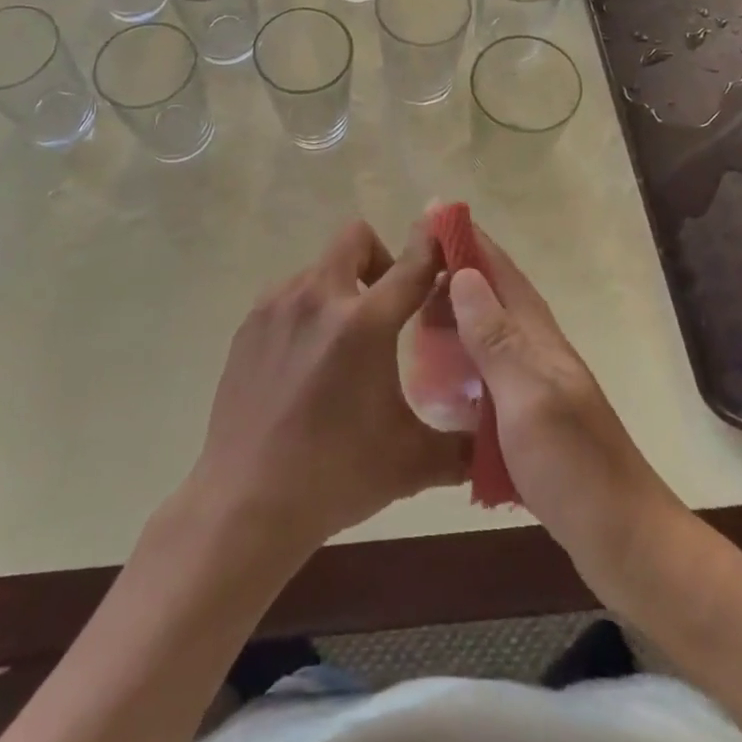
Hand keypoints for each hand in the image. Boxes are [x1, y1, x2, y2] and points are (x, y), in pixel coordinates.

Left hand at [185, 220, 469, 560]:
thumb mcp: (411, 462)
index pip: (411, 264)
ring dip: (341, 288)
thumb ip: (463, 445)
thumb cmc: (334, 477)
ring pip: (320, 267)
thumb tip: (496, 439)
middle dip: (380, 258)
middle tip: (387, 307)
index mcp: (363, 323)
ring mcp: (277, 306)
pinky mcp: (250, 324)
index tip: (446, 238)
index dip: (433, 244)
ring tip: (344, 342)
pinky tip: (307, 361)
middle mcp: (318, 298)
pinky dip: (308, 310)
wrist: (245, 504)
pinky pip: (289, 294)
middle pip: (356, 237)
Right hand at [448, 229, 686, 592]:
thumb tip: (464, 273)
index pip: (500, 272)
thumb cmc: (574, 466)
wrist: (625, 542)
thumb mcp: (528, 398)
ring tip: (415, 314)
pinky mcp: (529, 418)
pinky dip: (461, 359)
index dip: (468, 241)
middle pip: (492, 297)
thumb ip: (496, 338)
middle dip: (455, 272)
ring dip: (456, 314)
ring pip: (488, 333)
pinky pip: (487, 372)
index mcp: (538, 338)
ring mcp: (535, 386)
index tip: (432, 214)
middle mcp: (537, 351)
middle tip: (408, 269)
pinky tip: (439, 376)